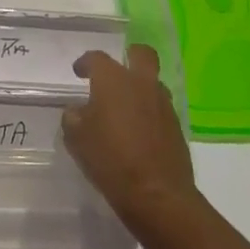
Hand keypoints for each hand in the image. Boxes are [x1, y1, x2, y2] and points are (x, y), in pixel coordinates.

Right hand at [62, 45, 195, 228]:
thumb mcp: (77, 139)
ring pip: (153, 81)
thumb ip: (73, 117)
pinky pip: (160, 107)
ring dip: (140, 86)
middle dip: (129, 56)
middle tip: (116, 71)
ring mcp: (162, 103)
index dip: (85, 62)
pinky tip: (138, 130)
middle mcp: (141, 83)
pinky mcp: (176, 125)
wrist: (157, 194)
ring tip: (125, 107)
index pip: (97, 58)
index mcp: (114, 80)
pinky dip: (149, 111)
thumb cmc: (110, 160)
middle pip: (141, 54)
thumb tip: (77, 111)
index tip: (78, 72)